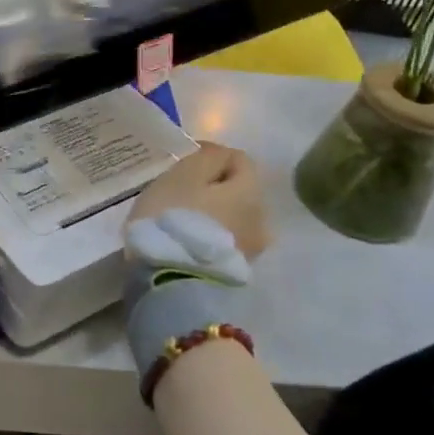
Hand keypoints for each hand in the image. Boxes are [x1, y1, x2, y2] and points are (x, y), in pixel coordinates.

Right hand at [129, 142, 269, 259]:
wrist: (172, 281)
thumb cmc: (175, 217)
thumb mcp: (184, 174)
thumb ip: (206, 157)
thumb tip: (217, 153)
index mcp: (251, 190)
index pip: (239, 159)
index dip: (210, 155)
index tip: (182, 162)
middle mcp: (262, 218)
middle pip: (238, 190)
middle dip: (214, 187)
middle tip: (181, 191)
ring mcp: (251, 249)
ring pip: (233, 218)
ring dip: (213, 214)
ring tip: (182, 218)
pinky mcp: (236, 272)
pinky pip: (223, 241)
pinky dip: (209, 235)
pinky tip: (186, 240)